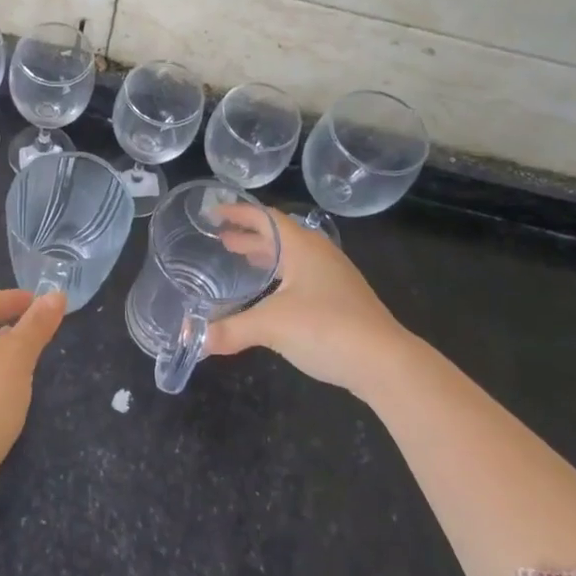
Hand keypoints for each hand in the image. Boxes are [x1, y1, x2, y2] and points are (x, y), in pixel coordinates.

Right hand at [206, 206, 410, 393]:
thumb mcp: (271, 325)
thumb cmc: (326, 327)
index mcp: (302, 246)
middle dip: (248, 236)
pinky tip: (269, 297)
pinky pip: (302, 277)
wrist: (385, 363)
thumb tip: (190, 339)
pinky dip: (279, 278)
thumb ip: (228, 329)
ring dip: (265, 257)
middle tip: (220, 240)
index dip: (237, 213)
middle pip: (278, 235)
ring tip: (240, 262)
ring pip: (292, 257)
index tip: (213, 213)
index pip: (264, 217)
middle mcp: (319, 254)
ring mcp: (334, 278)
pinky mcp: (341, 301)